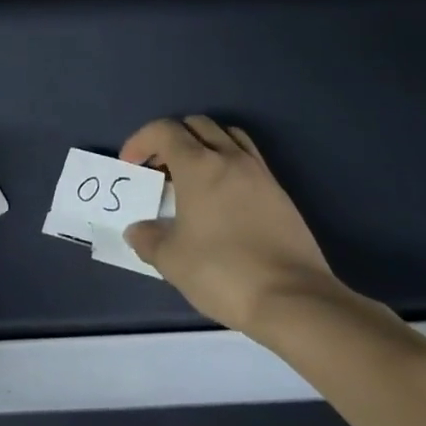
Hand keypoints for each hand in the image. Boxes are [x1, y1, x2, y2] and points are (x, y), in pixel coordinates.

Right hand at [120, 116, 341, 339]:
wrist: (294, 300)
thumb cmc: (222, 271)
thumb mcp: (171, 259)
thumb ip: (147, 238)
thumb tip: (138, 230)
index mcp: (199, 165)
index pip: (165, 130)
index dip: (141, 141)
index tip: (131, 165)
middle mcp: (230, 159)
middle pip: (197, 125)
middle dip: (171, 139)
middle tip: (160, 168)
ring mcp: (260, 174)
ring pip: (228, 136)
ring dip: (204, 145)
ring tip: (192, 175)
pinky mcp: (281, 194)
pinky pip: (249, 160)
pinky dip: (228, 164)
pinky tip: (222, 198)